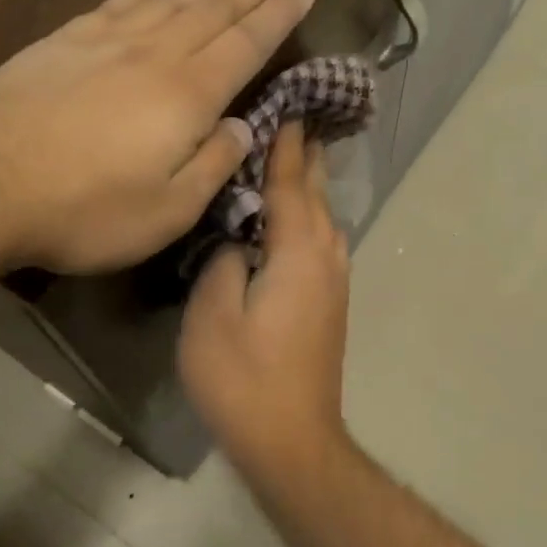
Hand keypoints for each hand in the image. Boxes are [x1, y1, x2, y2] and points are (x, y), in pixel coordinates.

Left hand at [0, 0, 314, 273]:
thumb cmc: (83, 211)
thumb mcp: (167, 212)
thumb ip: (213, 166)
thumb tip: (243, 127)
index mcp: (188, 96)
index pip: (247, 43)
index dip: (279, 13)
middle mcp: (155, 55)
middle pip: (217, 6)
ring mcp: (106, 42)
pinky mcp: (65, 42)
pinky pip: (122, 1)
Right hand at [179, 123, 351, 473]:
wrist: (291, 439)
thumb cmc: (244, 378)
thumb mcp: (213, 316)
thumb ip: (223, 262)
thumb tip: (236, 238)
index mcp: (299, 253)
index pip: (292, 184)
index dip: (286, 146)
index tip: (287, 107)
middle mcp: (326, 260)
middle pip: (317, 196)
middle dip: (307, 157)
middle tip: (297, 119)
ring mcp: (334, 284)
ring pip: (326, 220)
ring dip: (312, 186)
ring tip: (297, 159)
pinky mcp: (330, 305)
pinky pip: (324, 243)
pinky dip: (312, 217)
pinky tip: (299, 220)